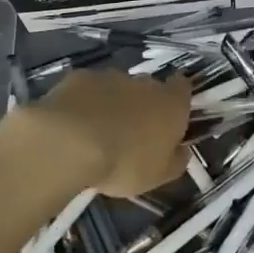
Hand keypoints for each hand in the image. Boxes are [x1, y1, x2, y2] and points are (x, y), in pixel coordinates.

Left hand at [26, 67, 192, 195]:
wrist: (70, 143)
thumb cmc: (124, 163)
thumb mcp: (158, 176)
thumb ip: (176, 161)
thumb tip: (182, 151)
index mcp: (171, 105)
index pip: (182, 88)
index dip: (177, 98)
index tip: (170, 113)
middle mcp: (144, 83)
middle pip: (149, 87)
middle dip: (142, 103)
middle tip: (130, 130)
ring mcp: (110, 77)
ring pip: (116, 86)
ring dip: (112, 102)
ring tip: (97, 129)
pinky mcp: (79, 77)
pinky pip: (87, 88)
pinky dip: (84, 101)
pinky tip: (73, 122)